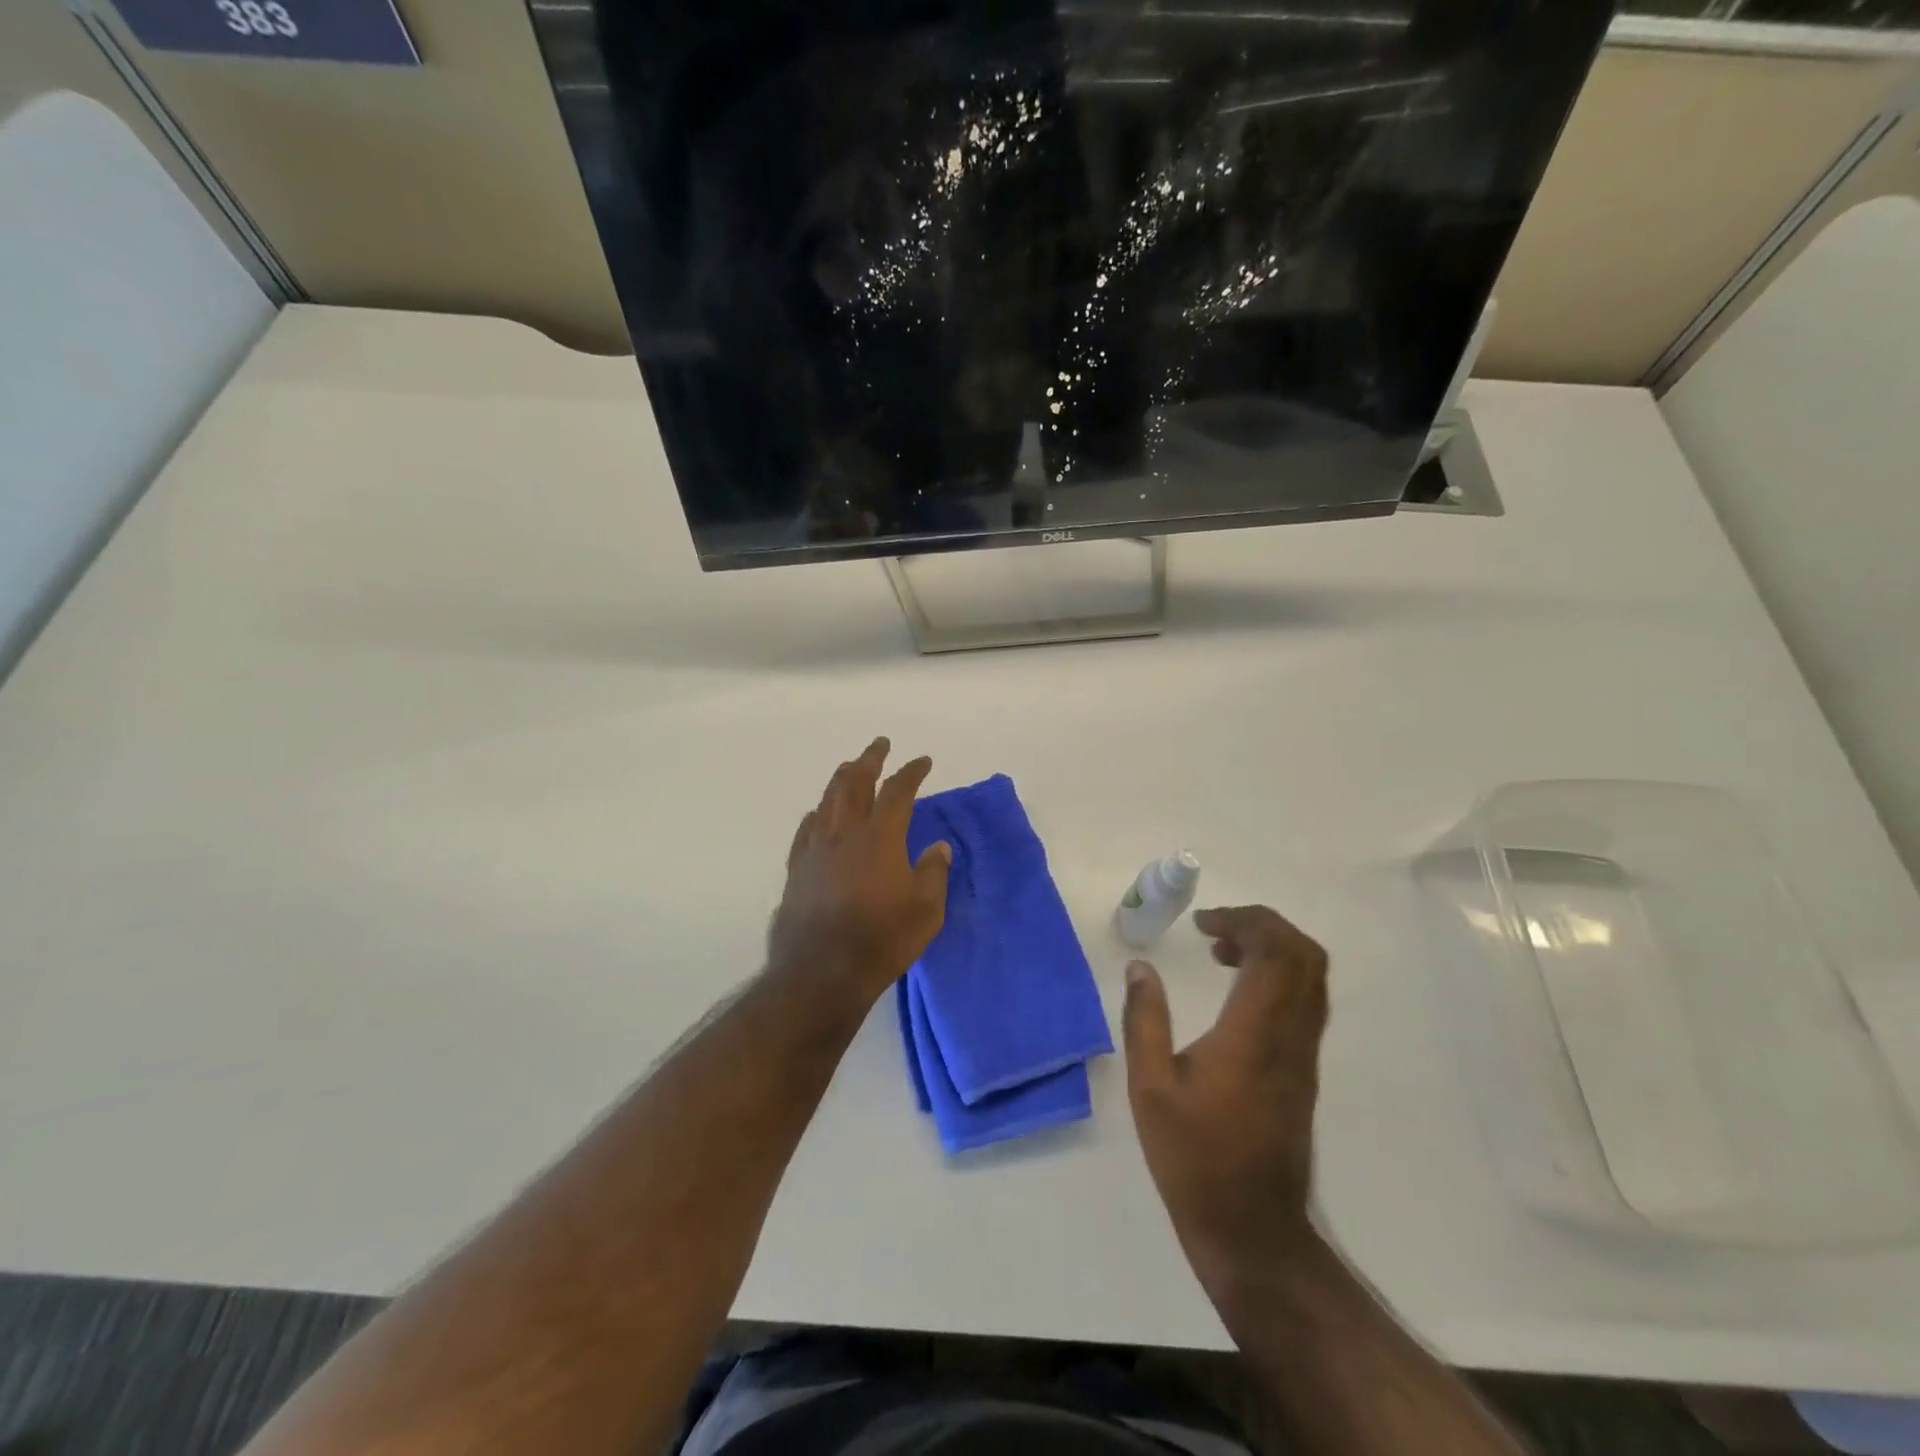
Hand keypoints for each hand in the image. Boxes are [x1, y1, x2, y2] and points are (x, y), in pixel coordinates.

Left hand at [768, 738, 951, 1006]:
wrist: (821, 971)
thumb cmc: (881, 941)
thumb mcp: (925, 911)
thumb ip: (933, 873)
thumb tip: (939, 846)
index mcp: (880, 837)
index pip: (898, 791)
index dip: (912, 772)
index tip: (923, 761)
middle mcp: (845, 833)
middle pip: (855, 783)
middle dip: (870, 759)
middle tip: (880, 744)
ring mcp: (816, 848)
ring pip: (828, 800)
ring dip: (841, 778)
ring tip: (851, 767)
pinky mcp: (797, 868)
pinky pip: (806, 828)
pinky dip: (817, 812)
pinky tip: (818, 813)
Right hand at [1122, 905, 1329, 1299]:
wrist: (1252, 1228)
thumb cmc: (1193, 1157)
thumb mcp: (1150, 1087)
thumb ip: (1144, 1020)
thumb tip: (1140, 967)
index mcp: (1254, 1034)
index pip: (1275, 951)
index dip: (1244, 920)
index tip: (1202, 924)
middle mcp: (1290, 1036)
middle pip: (1305, 955)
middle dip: (1263, 925)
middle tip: (1215, 930)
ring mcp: (1304, 1055)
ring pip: (1312, 978)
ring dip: (1272, 949)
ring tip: (1222, 953)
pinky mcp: (1305, 1071)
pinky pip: (1306, 1002)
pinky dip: (1278, 976)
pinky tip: (1236, 992)